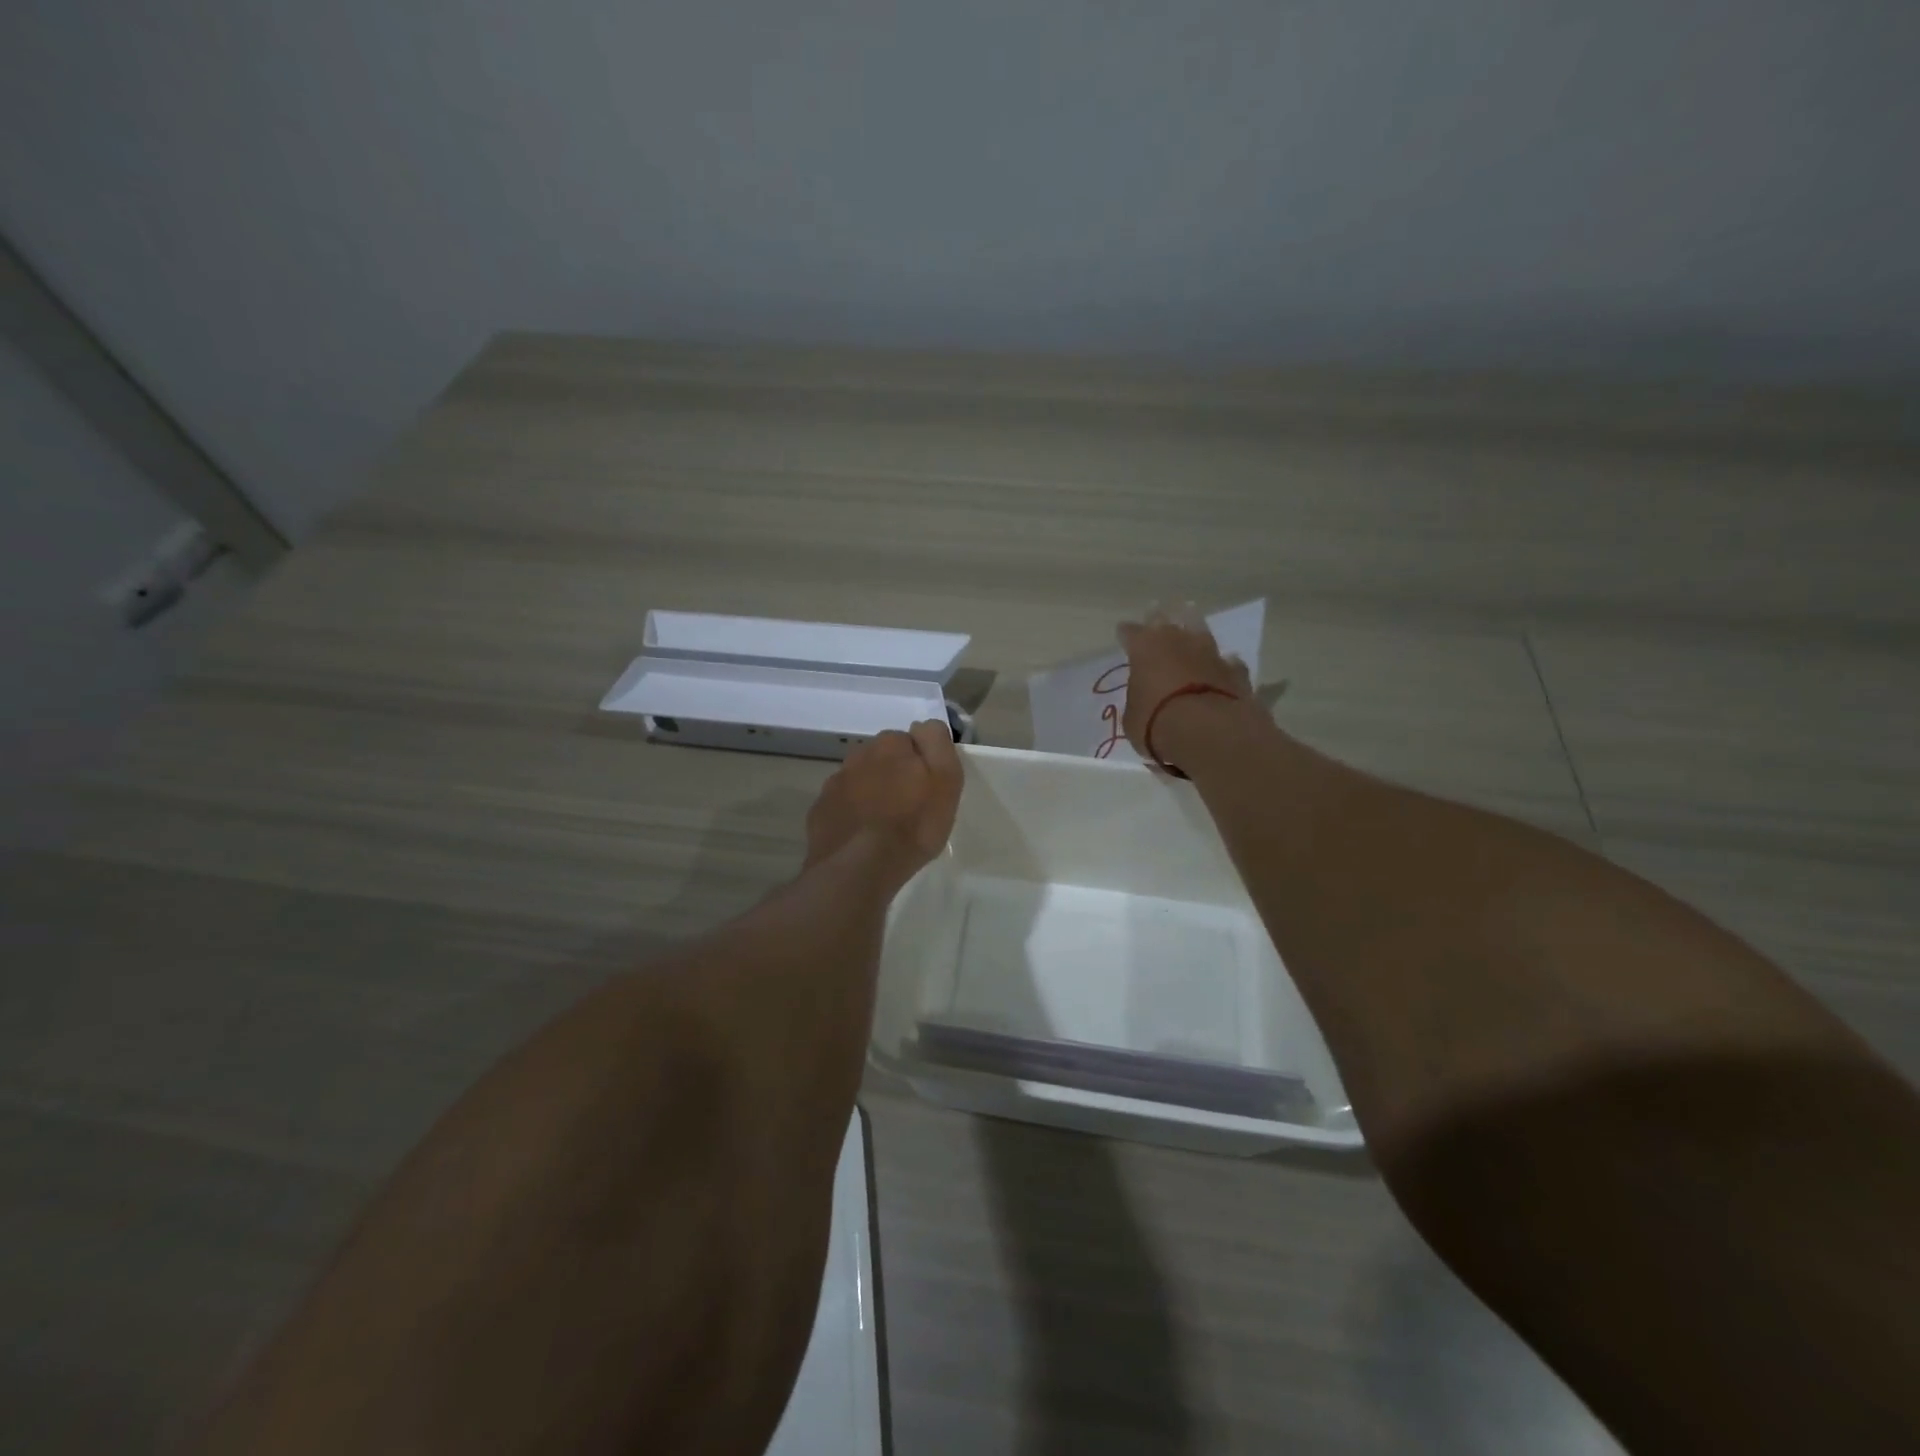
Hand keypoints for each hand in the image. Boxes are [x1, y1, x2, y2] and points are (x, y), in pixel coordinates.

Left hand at [804, 721, 962, 880]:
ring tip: (884, 826)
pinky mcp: (819, 811)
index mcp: (890, 744)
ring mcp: (834, 784)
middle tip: (908, 809)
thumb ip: (937, 742)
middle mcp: (858, 755)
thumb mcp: (946, 779)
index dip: (920, 765)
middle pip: (882, 760)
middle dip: (893, 777)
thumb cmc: (913, 823)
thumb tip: (922, 726)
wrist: (860, 866)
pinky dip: (852, 815)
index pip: (910, 741)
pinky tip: (862, 837)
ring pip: (860, 782)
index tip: (927, 789)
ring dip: (871, 795)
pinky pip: (841, 806)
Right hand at [1117, 604, 1254, 767]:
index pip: (1130, 632)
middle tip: (1158, 616)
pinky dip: (1223, 665)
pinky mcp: (1236, 671)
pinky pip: (1227, 663)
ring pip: (1201, 632)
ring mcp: (1210, 653)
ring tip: (1193, 629)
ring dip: (1195, 632)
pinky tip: (1223, 666)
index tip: (1123, 634)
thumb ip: (1138, 700)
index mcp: (1144, 647)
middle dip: (1161, 620)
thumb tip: (1144, 698)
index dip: (1126, 634)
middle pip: (1168, 621)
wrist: (1208, 731)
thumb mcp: (1133, 717)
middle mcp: (1178, 641)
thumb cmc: (1156, 723)